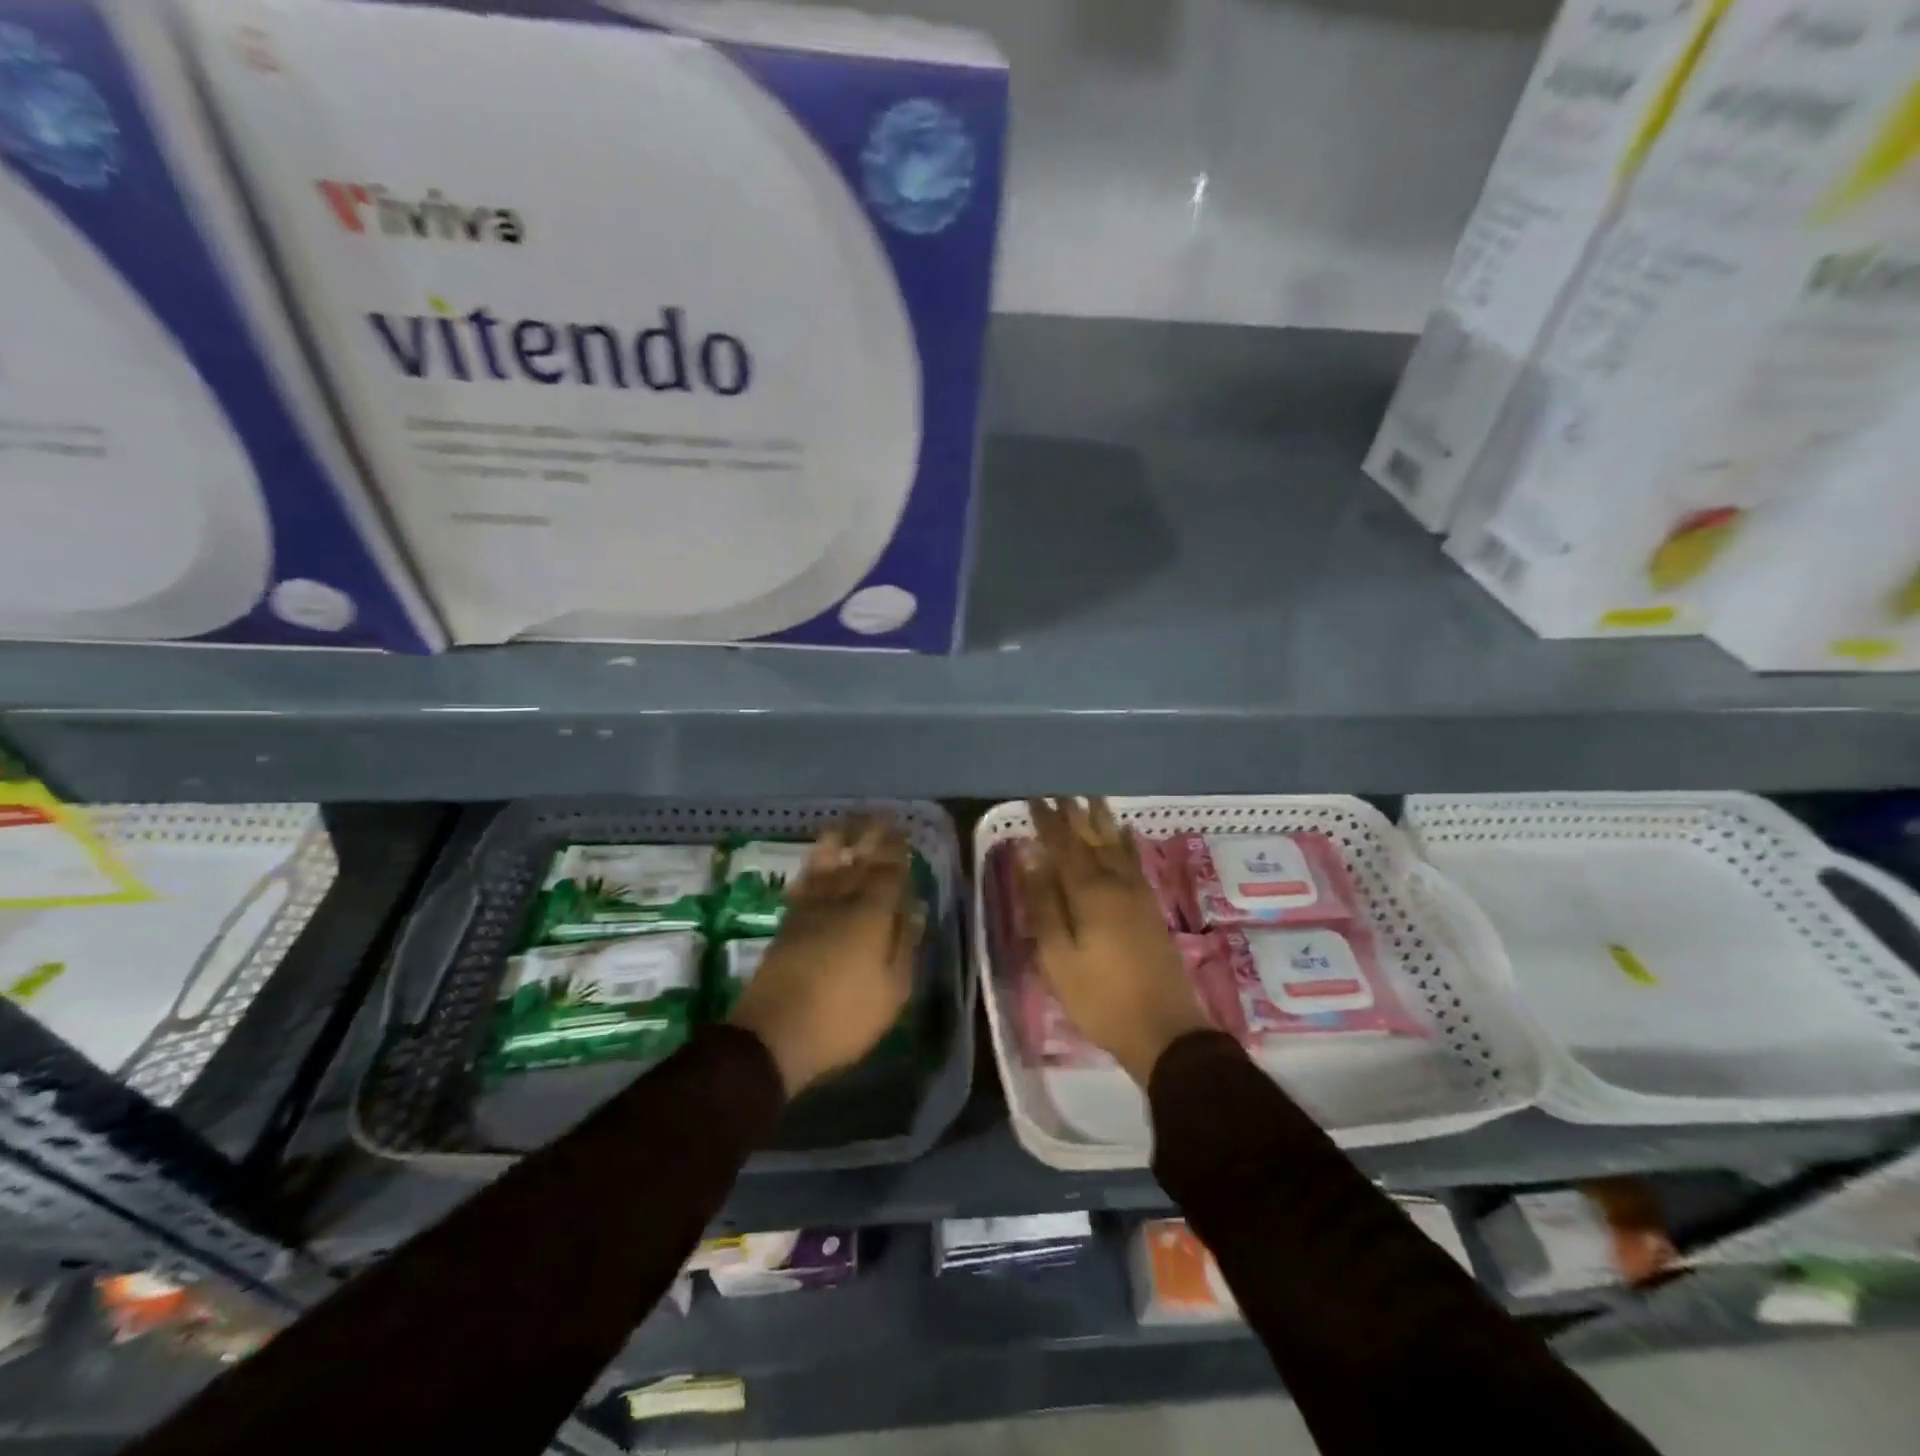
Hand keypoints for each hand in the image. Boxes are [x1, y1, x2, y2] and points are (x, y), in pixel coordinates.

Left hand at [729, 815, 922, 1096]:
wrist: (774, 1034)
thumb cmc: (843, 1017)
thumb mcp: (892, 991)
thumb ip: (904, 944)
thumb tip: (914, 908)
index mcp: (870, 914)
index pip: (888, 873)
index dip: (897, 852)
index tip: (903, 834)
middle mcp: (840, 901)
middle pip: (858, 860)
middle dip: (871, 837)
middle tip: (881, 816)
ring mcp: (810, 909)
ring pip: (826, 864)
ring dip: (838, 841)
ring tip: (845, 824)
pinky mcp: (787, 922)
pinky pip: (804, 882)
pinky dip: (813, 867)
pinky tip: (816, 863)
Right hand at [1019, 797, 1211, 1086]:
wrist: (1164, 1030)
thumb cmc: (1100, 997)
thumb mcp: (1058, 956)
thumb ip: (1043, 903)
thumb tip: (1031, 856)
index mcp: (1089, 892)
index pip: (1063, 845)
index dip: (1048, 822)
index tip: (1034, 800)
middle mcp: (1115, 883)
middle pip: (1092, 839)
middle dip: (1074, 815)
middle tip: (1061, 793)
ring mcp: (1137, 894)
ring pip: (1116, 846)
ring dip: (1102, 821)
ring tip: (1091, 800)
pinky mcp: (1151, 909)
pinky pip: (1135, 862)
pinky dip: (1126, 843)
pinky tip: (1125, 835)